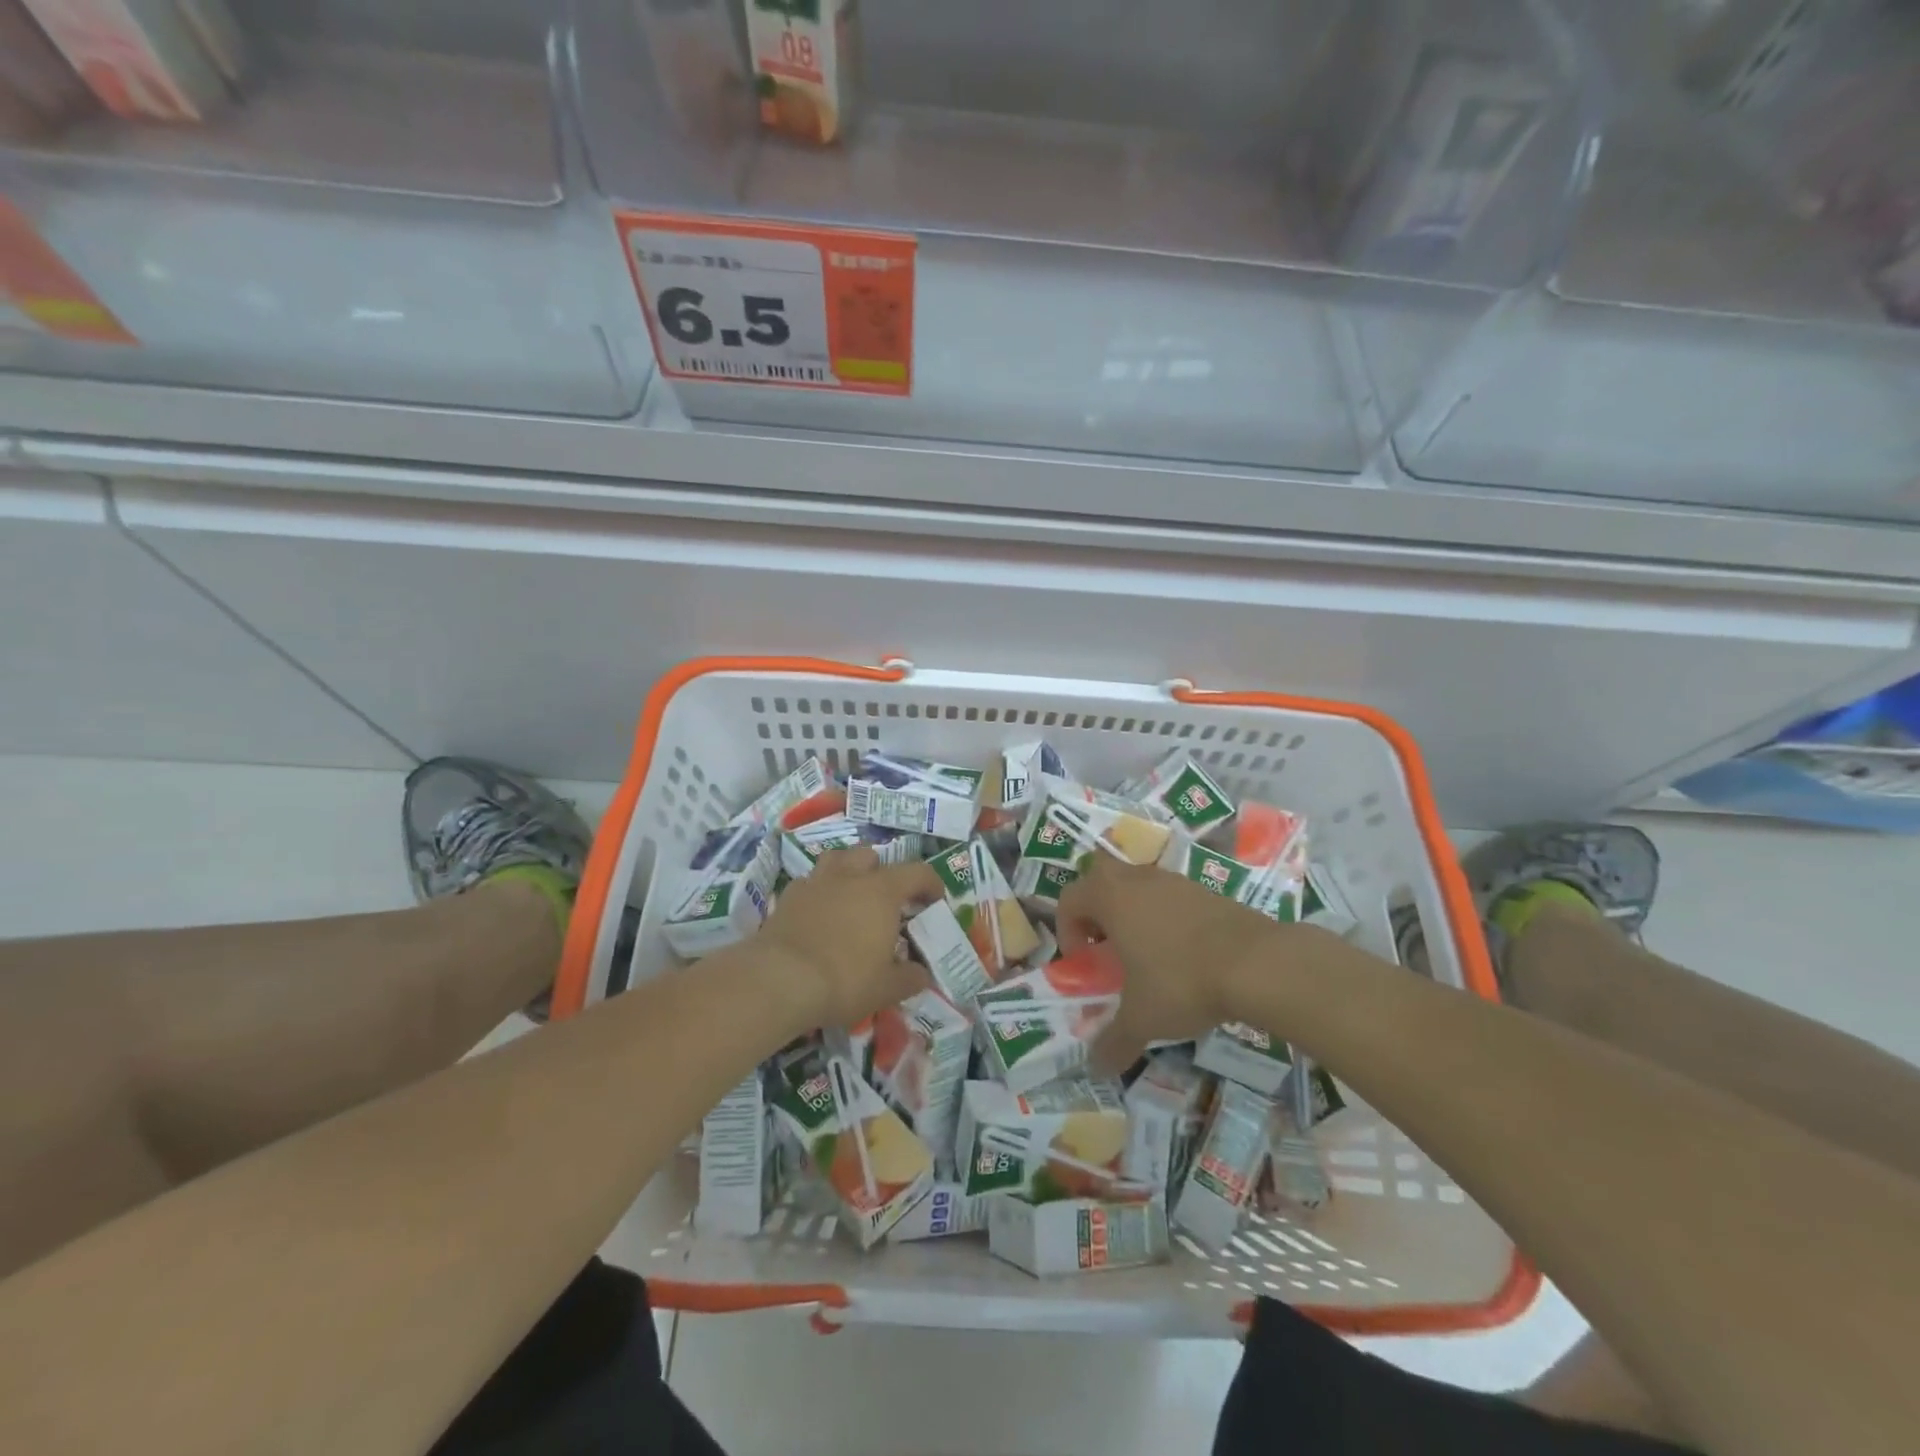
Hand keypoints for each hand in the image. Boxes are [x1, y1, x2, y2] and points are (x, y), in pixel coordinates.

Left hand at [757, 848, 941, 1028]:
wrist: (779, 980)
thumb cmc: (843, 980)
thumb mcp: (887, 988)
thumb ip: (910, 978)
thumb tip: (921, 974)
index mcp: (882, 892)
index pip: (917, 872)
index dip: (931, 883)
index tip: (935, 901)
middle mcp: (850, 877)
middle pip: (871, 857)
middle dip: (882, 873)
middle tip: (886, 901)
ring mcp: (815, 883)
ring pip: (836, 860)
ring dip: (848, 872)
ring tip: (851, 898)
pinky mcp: (788, 897)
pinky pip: (809, 883)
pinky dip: (819, 893)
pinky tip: (819, 915)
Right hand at [1057, 854, 1286, 1073]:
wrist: (1258, 963)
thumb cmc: (1182, 982)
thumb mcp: (1142, 1019)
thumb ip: (1114, 1041)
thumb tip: (1096, 1067)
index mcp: (1111, 898)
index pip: (1069, 899)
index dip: (1067, 931)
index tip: (1084, 963)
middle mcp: (1138, 880)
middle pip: (1101, 878)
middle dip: (1096, 909)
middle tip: (1106, 946)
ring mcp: (1175, 881)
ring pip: (1138, 885)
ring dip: (1132, 912)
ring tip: (1146, 954)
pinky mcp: (1206, 891)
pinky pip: (1171, 896)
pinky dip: (1166, 917)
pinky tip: (1183, 955)